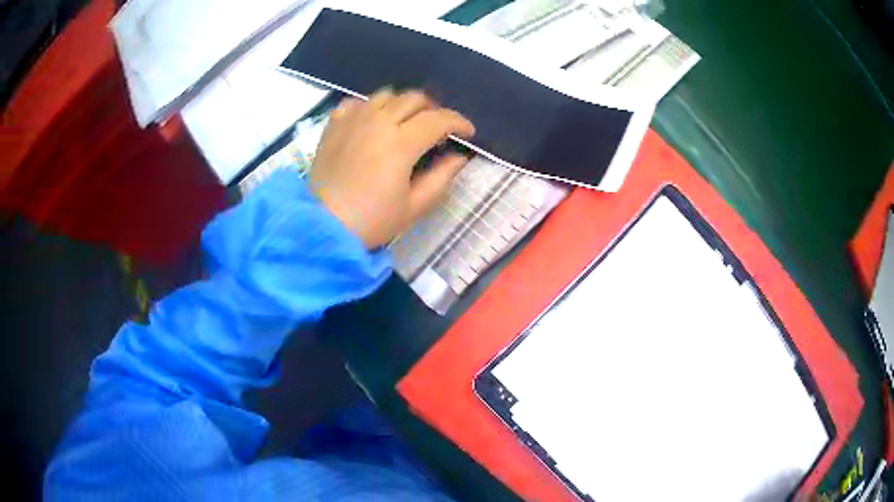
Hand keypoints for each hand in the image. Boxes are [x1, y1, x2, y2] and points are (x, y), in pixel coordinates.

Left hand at [308, 89, 475, 248]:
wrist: (322, 226)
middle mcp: (377, 122)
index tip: (468, 132)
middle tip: (437, 129)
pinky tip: (373, 122)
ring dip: (403, 104)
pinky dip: (370, 107)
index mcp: (401, 143)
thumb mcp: (414, 206)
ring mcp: (353, 120)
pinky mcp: (334, 125)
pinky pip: (356, 103)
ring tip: (406, 122)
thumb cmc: (372, 220)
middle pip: (414, 98)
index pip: (438, 119)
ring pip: (385, 95)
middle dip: (433, 109)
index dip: (459, 122)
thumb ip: (441, 177)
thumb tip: (460, 157)